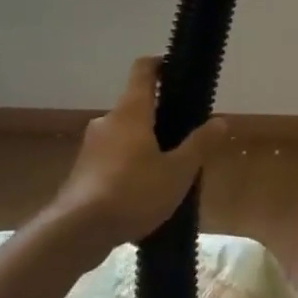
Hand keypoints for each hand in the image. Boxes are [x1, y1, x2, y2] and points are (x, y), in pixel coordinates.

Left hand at [39, 57, 227, 263]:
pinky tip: (145, 192)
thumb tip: (221, 121)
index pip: (144, 70)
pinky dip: (130, 165)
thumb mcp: (178, 171)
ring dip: (146, 144)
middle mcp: (108, 121)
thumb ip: (200, 144)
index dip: (161, 64)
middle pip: (138, 106)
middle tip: (186, 136)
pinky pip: (113, 158)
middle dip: (161, 117)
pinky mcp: (82, 172)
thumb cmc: (132, 192)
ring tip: (169, 169)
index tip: (178, 70)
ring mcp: (91, 147)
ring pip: (125, 135)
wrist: (75, 233)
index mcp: (131, 111)